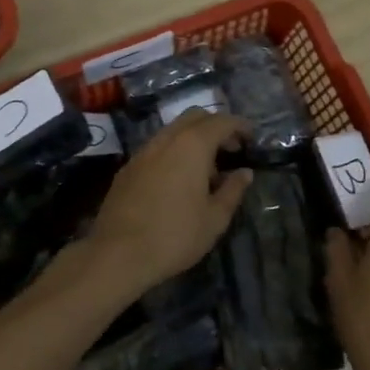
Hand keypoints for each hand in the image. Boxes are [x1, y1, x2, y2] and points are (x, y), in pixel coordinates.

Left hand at [87, 111, 252, 297]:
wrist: (118, 253)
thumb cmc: (175, 235)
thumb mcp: (214, 219)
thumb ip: (232, 190)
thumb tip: (244, 173)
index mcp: (192, 145)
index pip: (221, 121)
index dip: (239, 126)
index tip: (251, 138)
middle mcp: (166, 139)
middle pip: (195, 117)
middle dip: (216, 126)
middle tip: (231, 150)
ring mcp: (143, 151)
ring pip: (173, 130)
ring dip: (194, 139)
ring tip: (207, 170)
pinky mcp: (128, 167)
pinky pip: (157, 147)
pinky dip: (174, 151)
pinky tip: (178, 180)